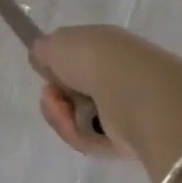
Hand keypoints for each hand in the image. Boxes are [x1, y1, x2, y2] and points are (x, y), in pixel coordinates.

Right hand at [29, 25, 181, 178]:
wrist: (138, 95)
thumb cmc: (95, 60)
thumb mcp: (55, 43)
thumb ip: (43, 51)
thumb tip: (45, 63)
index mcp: (106, 45)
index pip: (76, 56)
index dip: (56, 65)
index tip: (46, 72)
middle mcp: (119, 73)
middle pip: (75, 89)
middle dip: (56, 95)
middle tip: (52, 96)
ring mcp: (126, 106)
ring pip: (80, 116)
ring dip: (62, 116)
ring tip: (63, 113)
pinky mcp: (129, 138)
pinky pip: (92, 138)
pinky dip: (78, 134)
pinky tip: (77, 127)